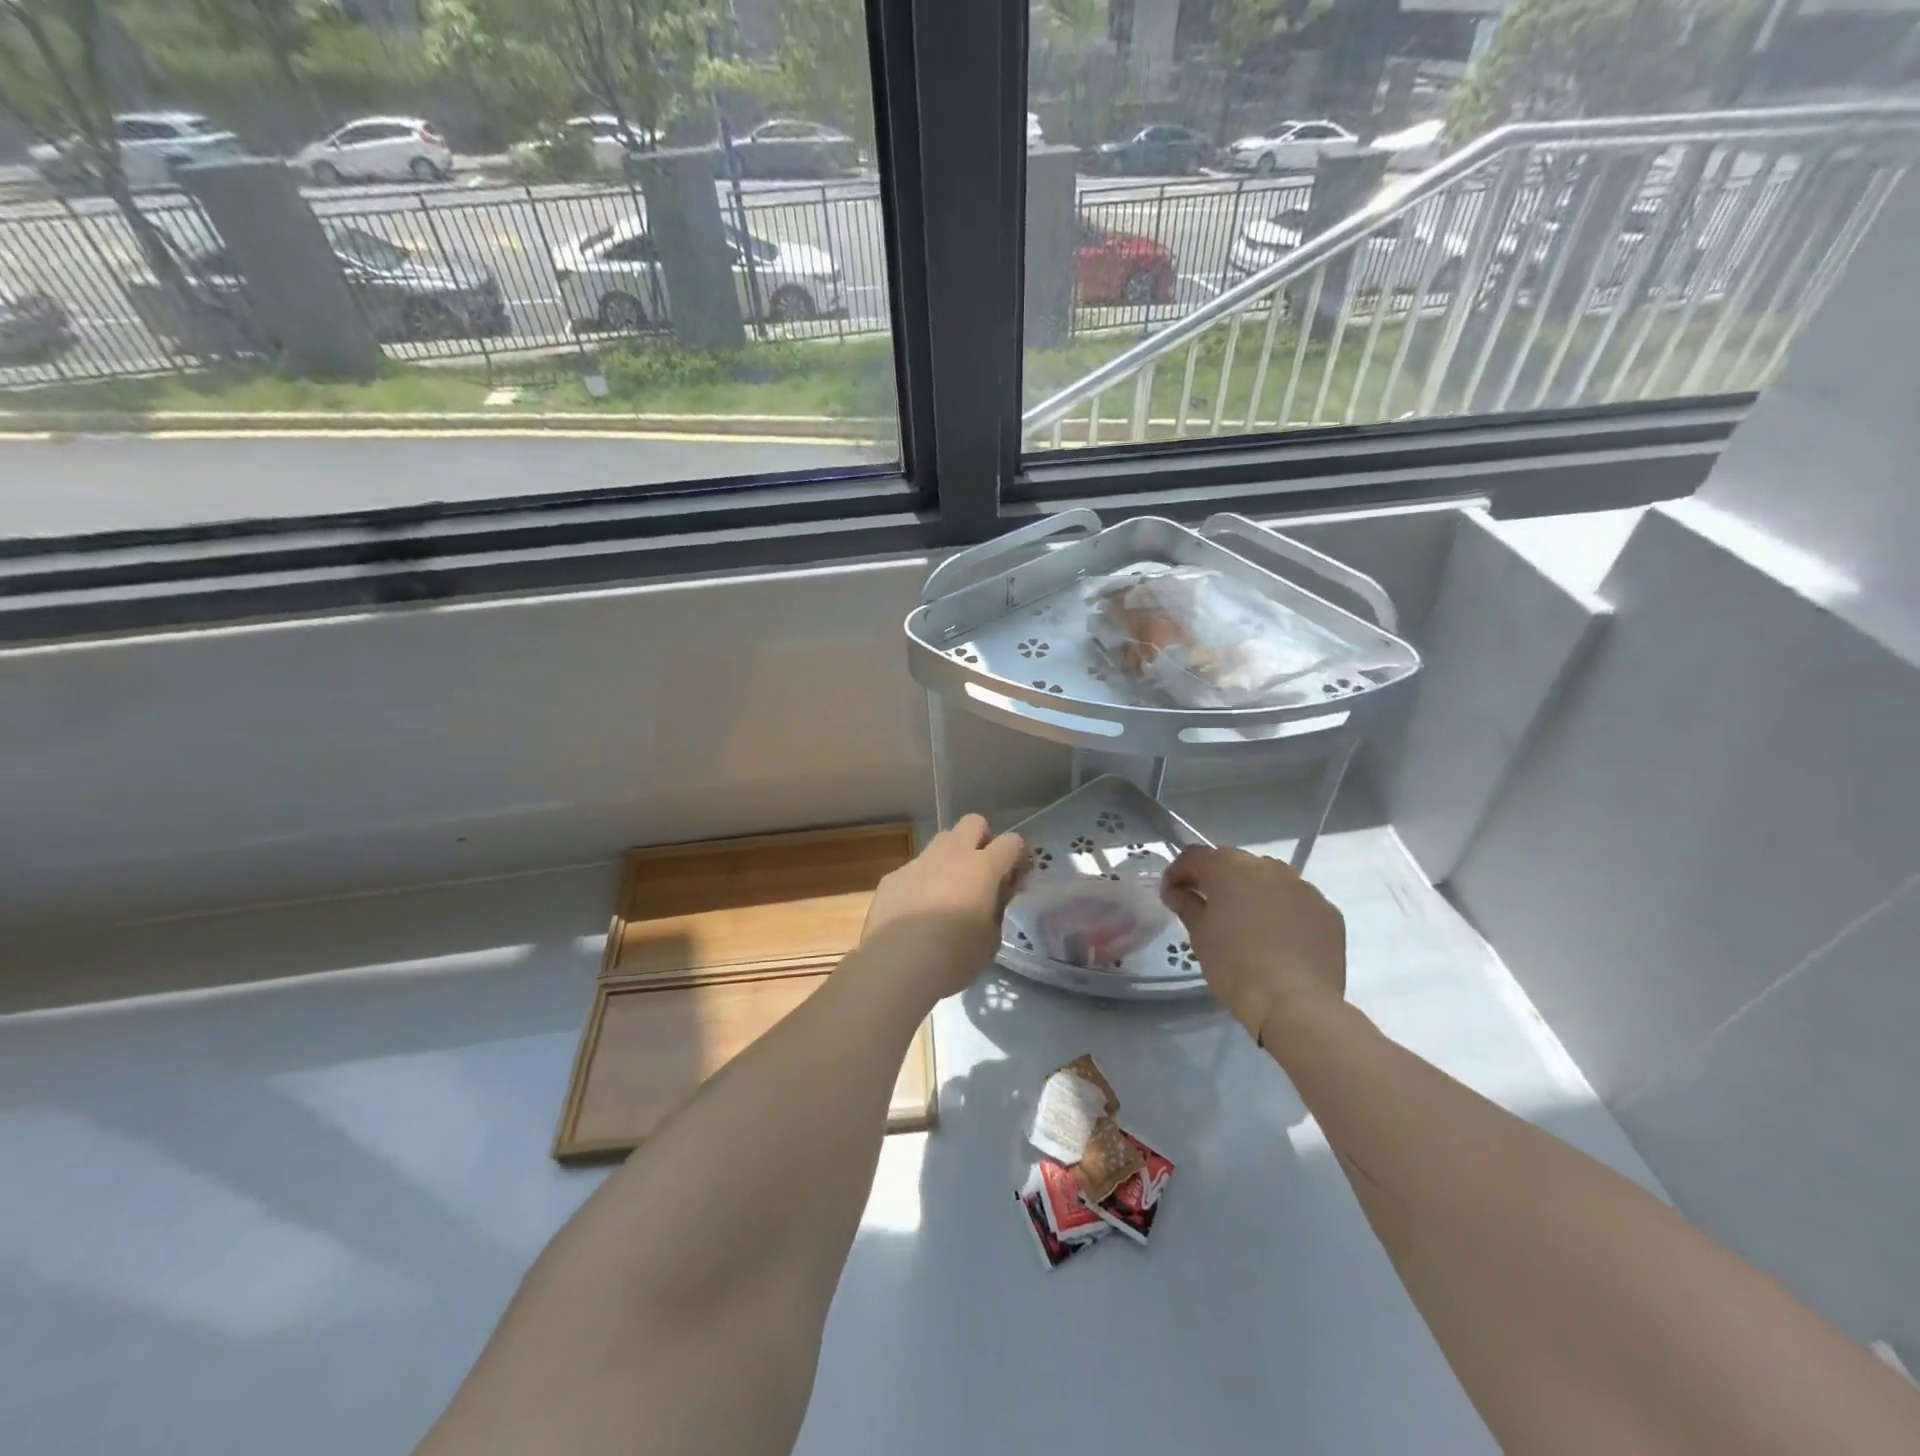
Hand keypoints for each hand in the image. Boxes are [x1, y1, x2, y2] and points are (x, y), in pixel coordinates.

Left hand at [859, 814, 1026, 997]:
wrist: (898, 963)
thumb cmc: (955, 955)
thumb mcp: (991, 939)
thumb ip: (997, 909)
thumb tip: (995, 895)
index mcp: (983, 867)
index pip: (1012, 842)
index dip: (1018, 855)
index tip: (1016, 876)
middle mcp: (951, 854)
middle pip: (973, 823)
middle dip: (982, 838)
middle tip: (982, 870)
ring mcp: (918, 862)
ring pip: (940, 841)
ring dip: (950, 857)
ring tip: (947, 890)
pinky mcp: (892, 877)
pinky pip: (913, 870)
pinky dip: (921, 882)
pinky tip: (915, 912)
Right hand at [1161, 846, 1345, 1044]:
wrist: (1295, 1004)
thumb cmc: (1235, 967)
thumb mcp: (1200, 936)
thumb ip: (1187, 905)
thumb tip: (1178, 892)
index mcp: (1230, 868)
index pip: (1196, 856)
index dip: (1179, 872)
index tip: (1172, 894)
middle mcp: (1268, 867)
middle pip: (1234, 864)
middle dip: (1217, 881)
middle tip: (1207, 907)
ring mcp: (1302, 887)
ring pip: (1269, 880)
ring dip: (1253, 893)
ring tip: (1247, 923)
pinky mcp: (1327, 911)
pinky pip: (1296, 902)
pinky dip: (1283, 911)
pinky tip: (1278, 938)